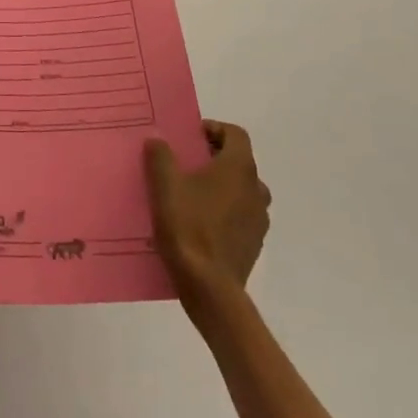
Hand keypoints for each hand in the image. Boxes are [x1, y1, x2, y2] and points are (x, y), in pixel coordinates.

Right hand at [144, 120, 270, 307]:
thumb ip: (161, 156)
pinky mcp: (254, 244)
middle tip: (185, 164)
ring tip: (192, 194)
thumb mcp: (165, 186)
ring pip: (242, 190)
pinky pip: (241, 216)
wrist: (210, 288)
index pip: (235, 134)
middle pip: (239, 161)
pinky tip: (200, 223)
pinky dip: (225, 211)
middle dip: (214, 158)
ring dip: (221, 186)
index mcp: (239, 169)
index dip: (213, 129)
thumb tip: (158, 138)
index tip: (189, 138)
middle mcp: (256, 189)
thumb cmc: (188, 227)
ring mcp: (259, 219)